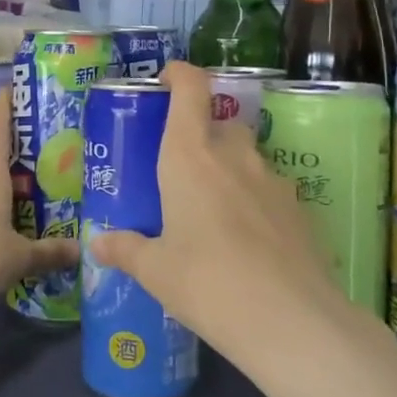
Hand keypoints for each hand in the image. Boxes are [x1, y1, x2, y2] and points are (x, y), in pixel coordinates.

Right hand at [88, 63, 345, 356]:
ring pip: (246, 156)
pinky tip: (245, 239)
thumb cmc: (207, 283)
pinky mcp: (299, 207)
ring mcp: (272, 179)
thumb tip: (98, 244)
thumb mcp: (156, 270)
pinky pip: (267, 188)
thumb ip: (126, 250)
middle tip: (181, 168)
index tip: (166, 79)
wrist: (290, 321)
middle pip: (220, 122)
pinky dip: (252, 199)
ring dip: (228, 168)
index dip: (180, 74)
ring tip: (212, 211)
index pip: (191, 89)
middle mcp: (234, 155)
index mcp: (190, 156)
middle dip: (201, 133)